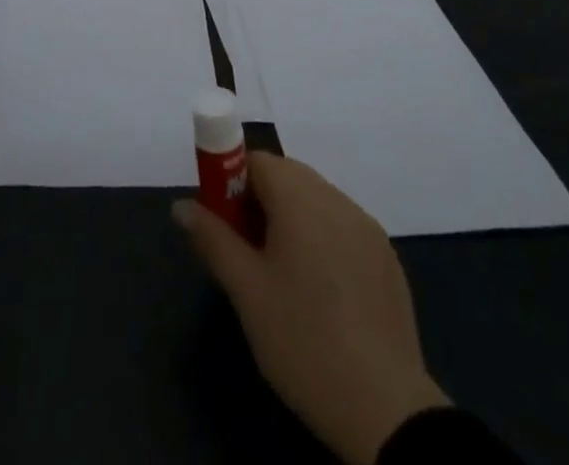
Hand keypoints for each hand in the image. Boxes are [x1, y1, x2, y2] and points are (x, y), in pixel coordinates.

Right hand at [174, 153, 447, 464]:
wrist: (385, 409)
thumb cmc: (303, 340)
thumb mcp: (246, 292)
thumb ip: (212, 239)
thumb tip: (182, 205)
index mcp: (300, 198)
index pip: (257, 161)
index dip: (232, 183)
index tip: (223, 224)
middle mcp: (336, 199)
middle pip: (288, 176)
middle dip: (260, 201)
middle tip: (246, 252)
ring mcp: (367, 227)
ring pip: (316, 201)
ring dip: (292, 220)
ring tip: (281, 276)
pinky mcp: (387, 257)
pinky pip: (343, 227)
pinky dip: (322, 240)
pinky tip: (320, 292)